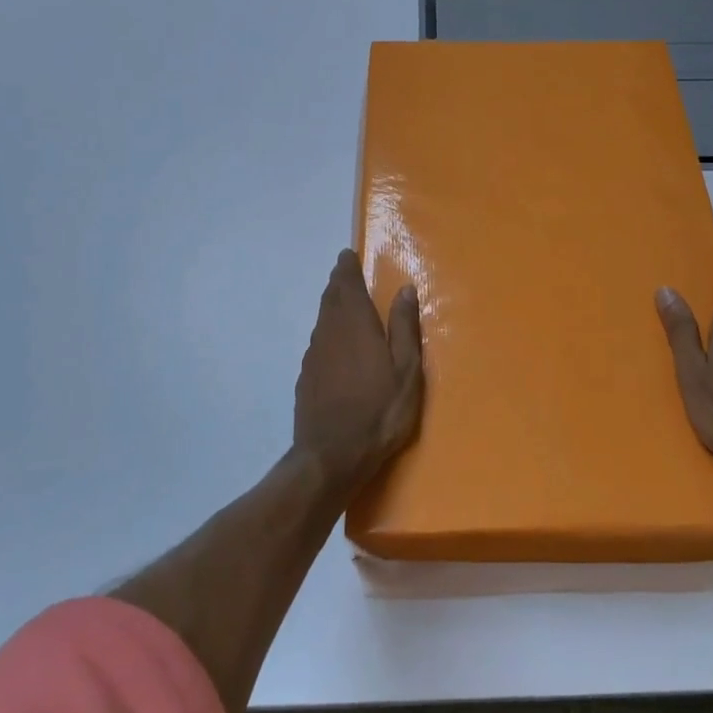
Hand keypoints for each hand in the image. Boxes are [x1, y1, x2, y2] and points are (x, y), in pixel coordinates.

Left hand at [293, 250, 424, 487]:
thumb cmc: (379, 411)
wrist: (331, 456)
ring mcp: (313, 356)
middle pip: (330, 299)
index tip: (347, 255)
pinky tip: (334, 346)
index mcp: (355, 324)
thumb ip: (404, 327)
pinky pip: (317, 343)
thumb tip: (405, 289)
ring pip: (321, 320)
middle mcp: (329, 332)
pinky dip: (326, 334)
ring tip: (342, 303)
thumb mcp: (406, 370)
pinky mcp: (305, 378)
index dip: (347, 268)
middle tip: (345, 273)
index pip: (346, 284)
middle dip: (338, 283)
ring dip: (331, 307)